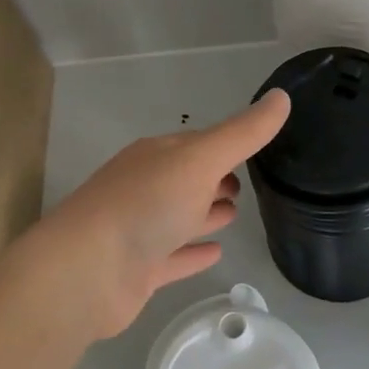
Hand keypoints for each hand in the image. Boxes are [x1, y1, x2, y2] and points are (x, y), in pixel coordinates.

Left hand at [22, 90, 291, 339]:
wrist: (86, 271)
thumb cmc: (145, 205)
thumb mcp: (200, 159)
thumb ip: (242, 133)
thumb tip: (282, 97)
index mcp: (156, 156)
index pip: (196, 144)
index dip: (225, 145)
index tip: (257, 151)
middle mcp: (146, 188)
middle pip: (187, 179)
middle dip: (215, 179)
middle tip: (247, 186)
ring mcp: (140, 230)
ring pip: (180, 217)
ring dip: (205, 213)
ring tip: (236, 214)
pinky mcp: (140, 270)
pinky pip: (175, 257)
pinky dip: (194, 252)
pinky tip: (216, 253)